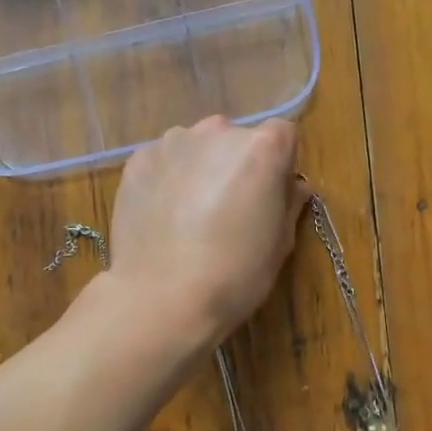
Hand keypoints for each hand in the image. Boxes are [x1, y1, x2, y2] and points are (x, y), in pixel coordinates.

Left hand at [106, 116, 308, 346]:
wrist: (162, 298)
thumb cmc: (235, 275)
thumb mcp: (280, 244)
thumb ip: (289, 203)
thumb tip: (293, 187)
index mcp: (262, 148)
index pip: (283, 135)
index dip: (281, 164)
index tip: (272, 195)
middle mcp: (218, 132)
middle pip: (237, 138)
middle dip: (238, 165)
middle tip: (231, 208)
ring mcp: (173, 143)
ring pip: (198, 147)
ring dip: (201, 168)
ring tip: (191, 214)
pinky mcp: (138, 160)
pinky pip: (165, 161)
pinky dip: (169, 178)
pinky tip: (164, 216)